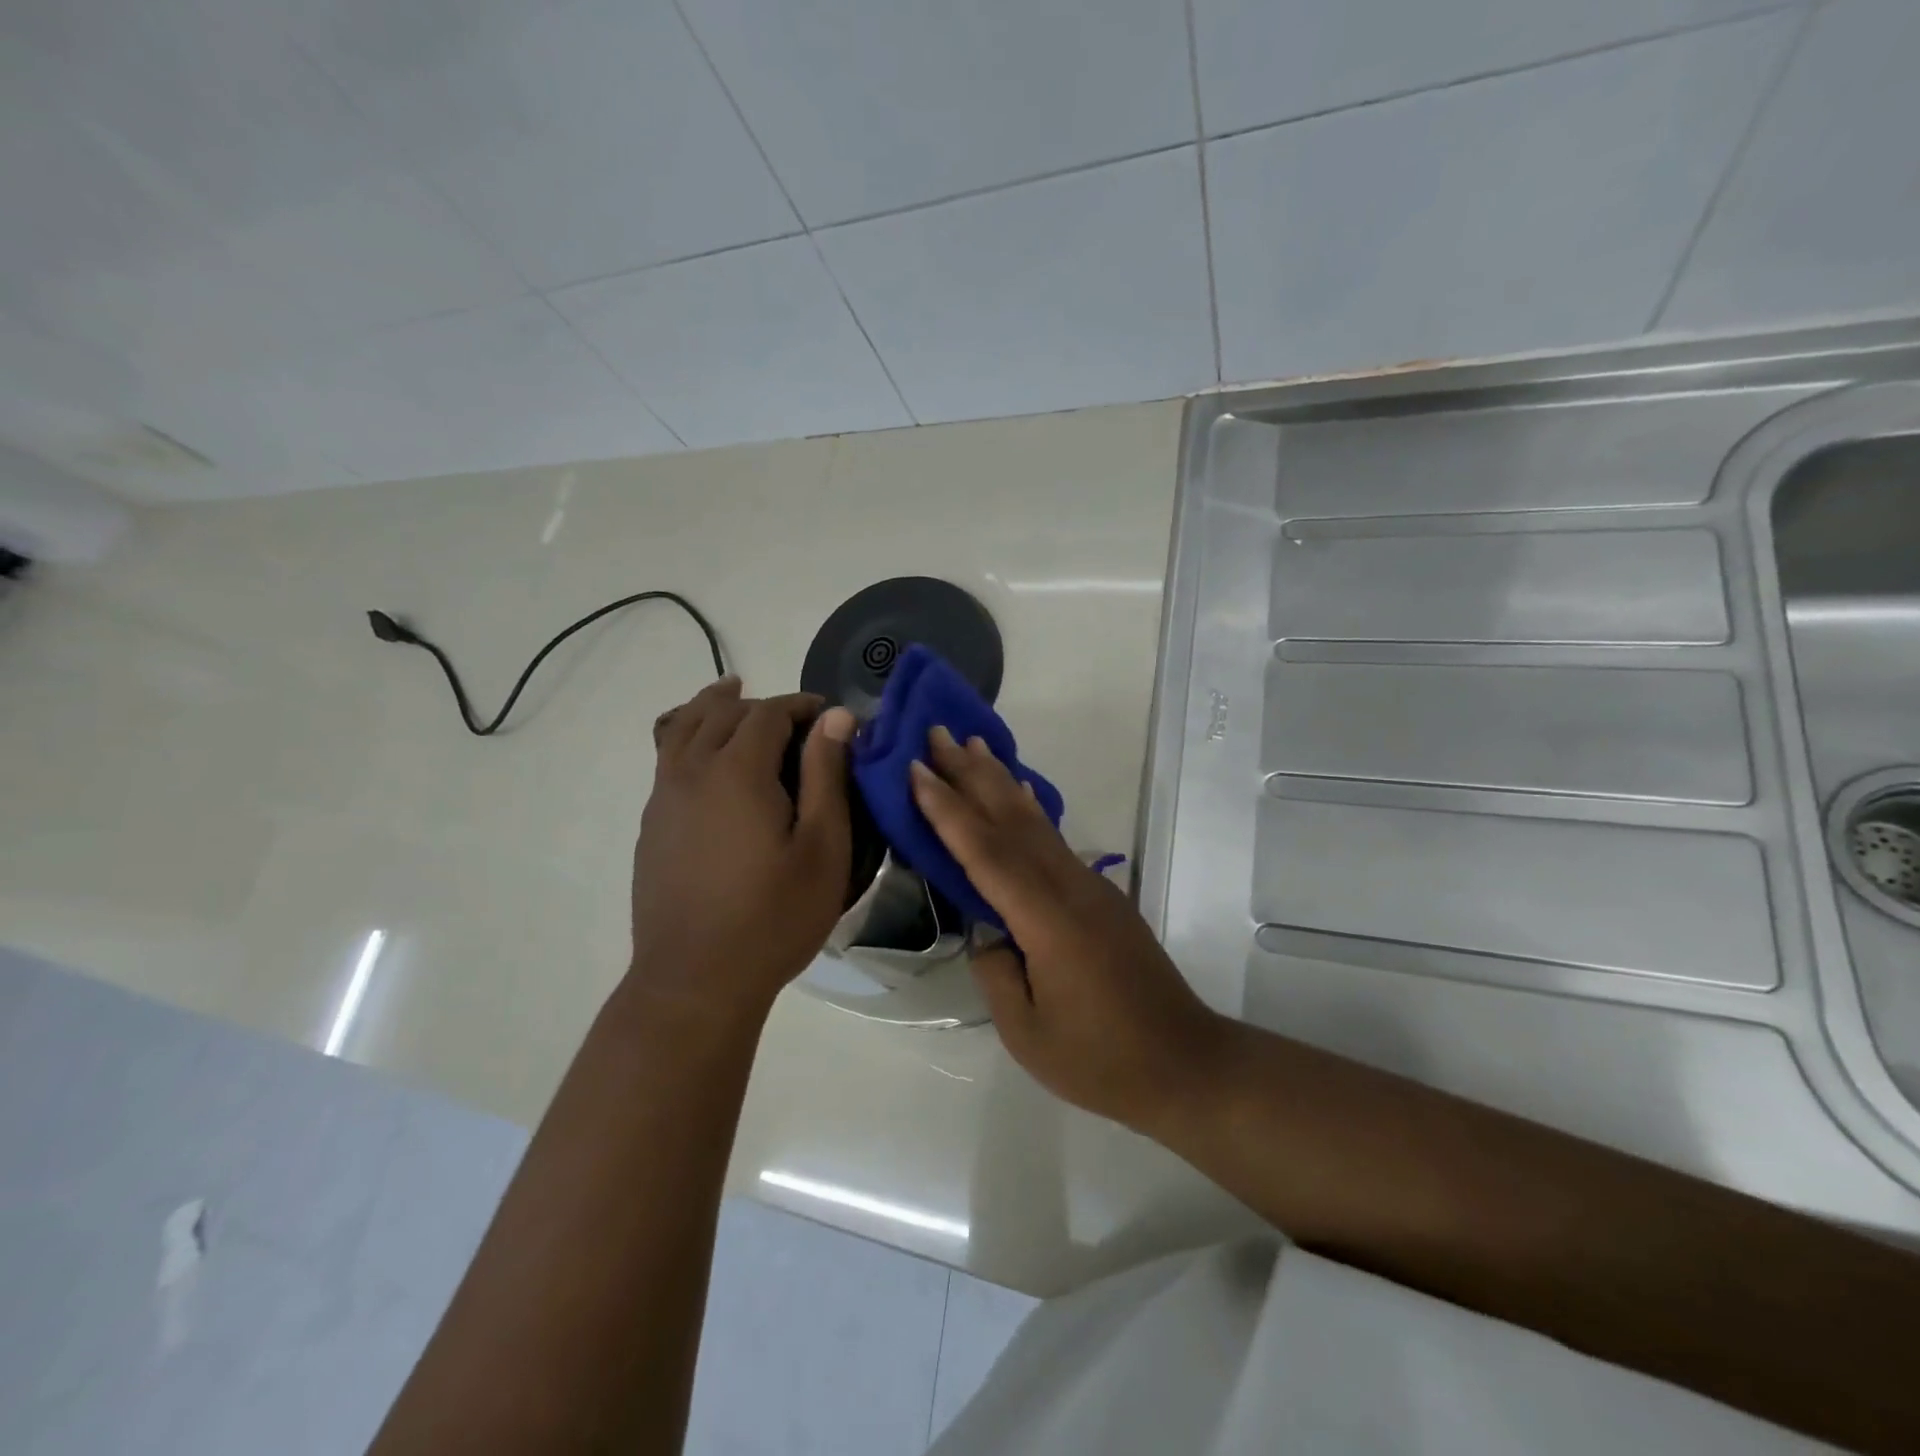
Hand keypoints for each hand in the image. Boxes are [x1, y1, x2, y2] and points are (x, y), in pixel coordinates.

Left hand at [629, 677, 854, 1020]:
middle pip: (720, 712)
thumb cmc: (774, 917)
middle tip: (795, 720)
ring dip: (711, 706)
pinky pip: (665, 758)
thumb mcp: (823, 848)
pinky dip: (685, 736)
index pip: (768, 713)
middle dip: (760, 704)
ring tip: (731, 693)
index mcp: (737, 771)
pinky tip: (702, 755)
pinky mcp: (652, 826)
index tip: (830, 718)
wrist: (695, 982)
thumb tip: (836, 717)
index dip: (802, 706)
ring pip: (680, 727)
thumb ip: (828, 775)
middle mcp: (691, 772)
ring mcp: (663, 799)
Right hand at [909, 727, 1227, 1131]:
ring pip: (1037, 822)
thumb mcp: (1027, 1032)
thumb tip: (989, 932)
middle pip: (1012, 820)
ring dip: (1002, 780)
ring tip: (975, 745)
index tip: (917, 768)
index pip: (986, 853)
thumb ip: (997, 971)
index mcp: (1046, 921)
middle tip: (939, 734)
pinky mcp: (1102, 897)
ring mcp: (1090, 888)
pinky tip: (1024, 791)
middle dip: (971, 775)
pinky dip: (1033, 810)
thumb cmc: (1101, 1060)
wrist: (1186, 1064)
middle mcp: (1069, 889)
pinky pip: (1055, 841)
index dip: (948, 810)